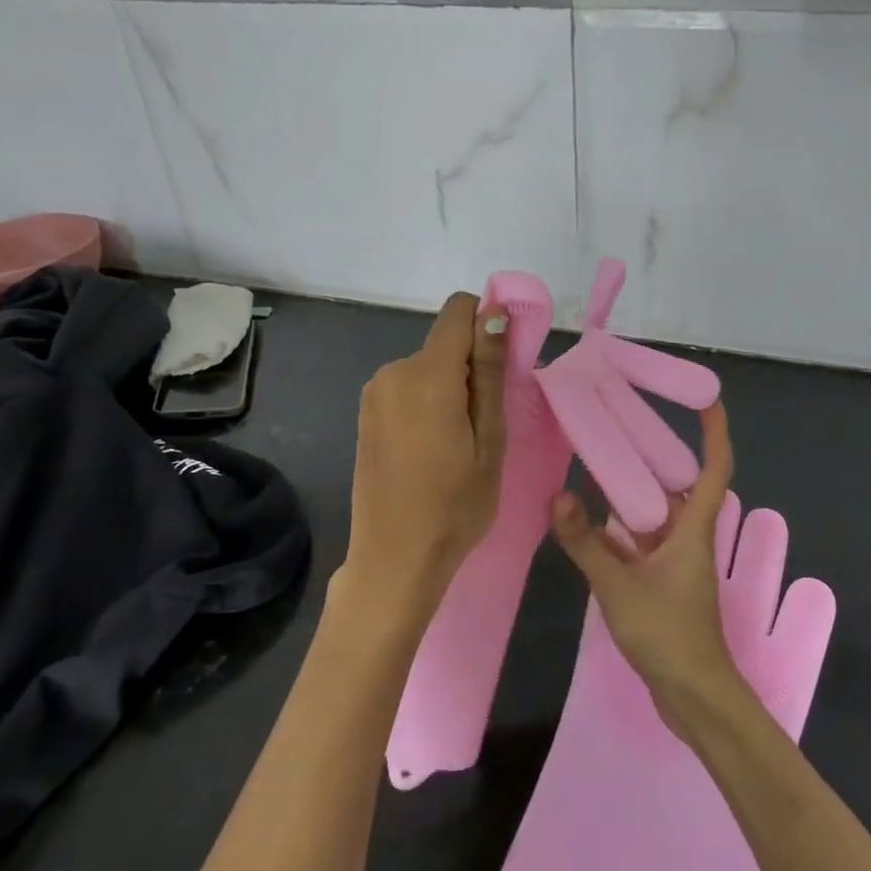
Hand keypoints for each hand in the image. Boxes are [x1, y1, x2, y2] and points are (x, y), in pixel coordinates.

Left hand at [341, 292, 508, 633]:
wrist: (394, 559)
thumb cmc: (455, 505)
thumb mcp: (490, 439)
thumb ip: (490, 371)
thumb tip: (494, 313)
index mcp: (427, 374)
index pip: (459, 311)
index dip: (487, 323)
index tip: (503, 365)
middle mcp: (394, 371)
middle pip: (445, 343)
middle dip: (471, 367)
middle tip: (487, 424)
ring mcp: (375, 393)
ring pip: (428, 367)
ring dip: (450, 388)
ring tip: (460, 442)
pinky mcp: (367, 414)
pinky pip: (408, 388)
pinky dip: (428, 403)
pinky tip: (432, 448)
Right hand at [550, 404, 742, 735]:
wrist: (693, 695)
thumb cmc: (667, 633)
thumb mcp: (619, 584)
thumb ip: (586, 542)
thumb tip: (558, 496)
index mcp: (695, 528)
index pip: (716, 467)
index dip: (715, 431)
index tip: (707, 398)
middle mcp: (692, 537)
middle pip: (684, 484)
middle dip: (662, 452)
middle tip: (629, 421)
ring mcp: (679, 561)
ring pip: (662, 513)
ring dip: (640, 489)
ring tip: (605, 460)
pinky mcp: (667, 582)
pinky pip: (647, 539)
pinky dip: (626, 526)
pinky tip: (595, 519)